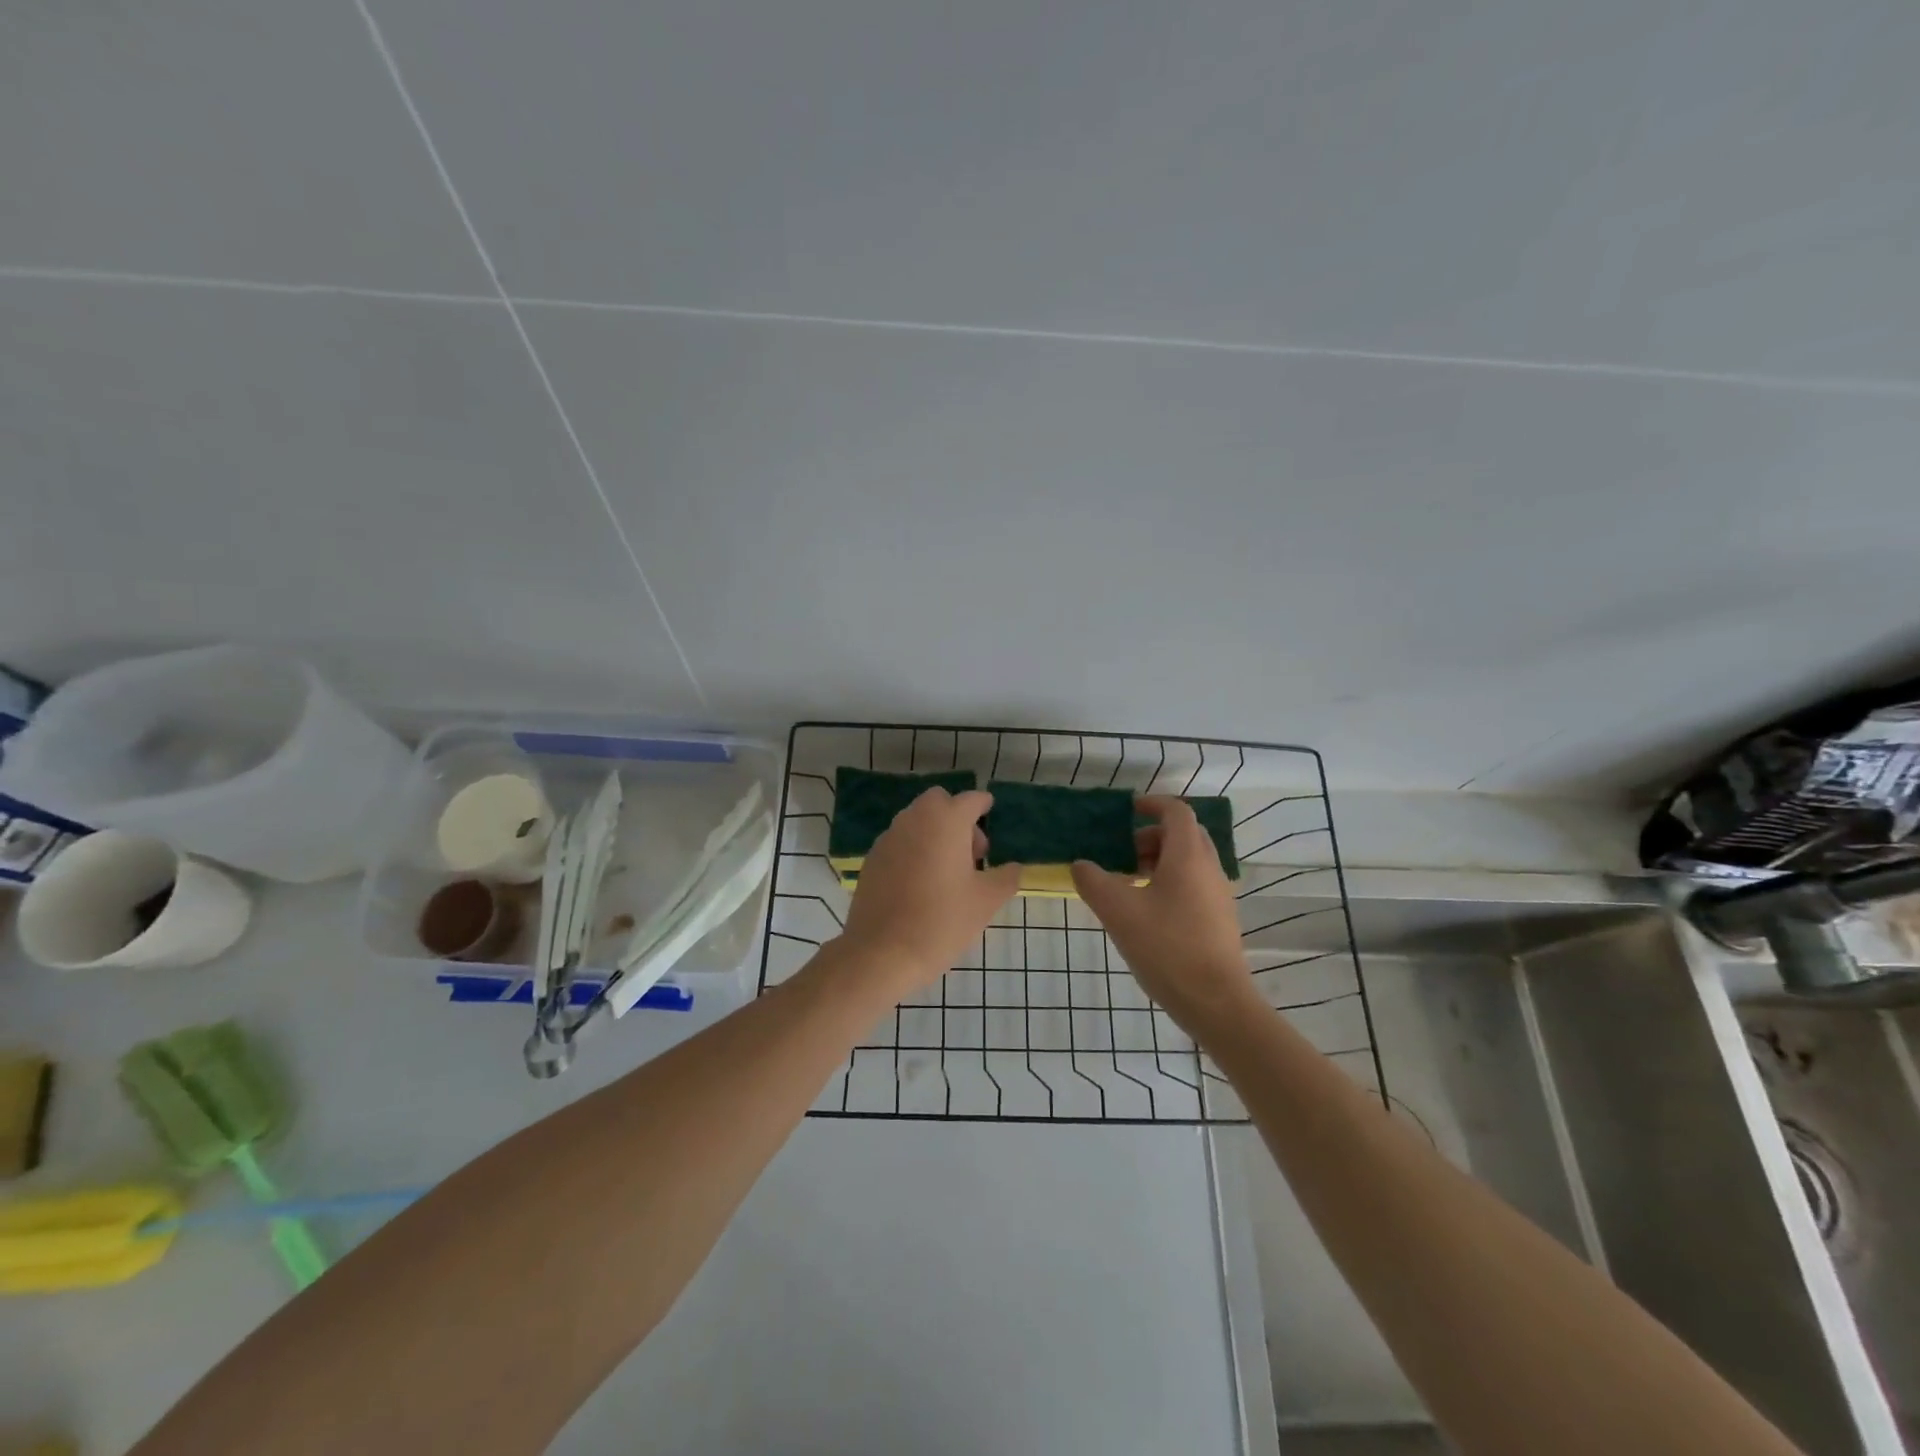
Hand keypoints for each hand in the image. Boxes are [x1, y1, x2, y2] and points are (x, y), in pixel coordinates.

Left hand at [841, 789, 1021, 994]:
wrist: (882, 952)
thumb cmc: (942, 921)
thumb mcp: (986, 901)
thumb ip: (1006, 878)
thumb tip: (1013, 868)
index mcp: (946, 821)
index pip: (970, 799)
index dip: (983, 805)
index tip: (990, 813)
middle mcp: (914, 819)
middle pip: (939, 803)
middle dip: (957, 817)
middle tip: (972, 853)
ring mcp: (889, 838)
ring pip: (916, 821)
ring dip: (934, 833)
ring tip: (947, 872)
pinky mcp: (872, 859)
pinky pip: (899, 842)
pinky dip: (913, 850)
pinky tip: (920, 884)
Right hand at [1071, 796, 1255, 1029]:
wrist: (1216, 1003)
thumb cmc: (1167, 947)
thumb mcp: (1118, 911)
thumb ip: (1093, 882)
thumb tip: (1080, 865)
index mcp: (1188, 856)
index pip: (1176, 812)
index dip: (1152, 804)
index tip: (1128, 810)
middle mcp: (1209, 868)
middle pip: (1184, 835)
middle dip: (1152, 836)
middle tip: (1123, 852)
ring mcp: (1218, 896)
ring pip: (1190, 862)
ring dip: (1160, 861)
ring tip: (1129, 883)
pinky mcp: (1220, 920)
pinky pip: (1194, 885)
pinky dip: (1170, 883)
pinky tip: (1147, 912)